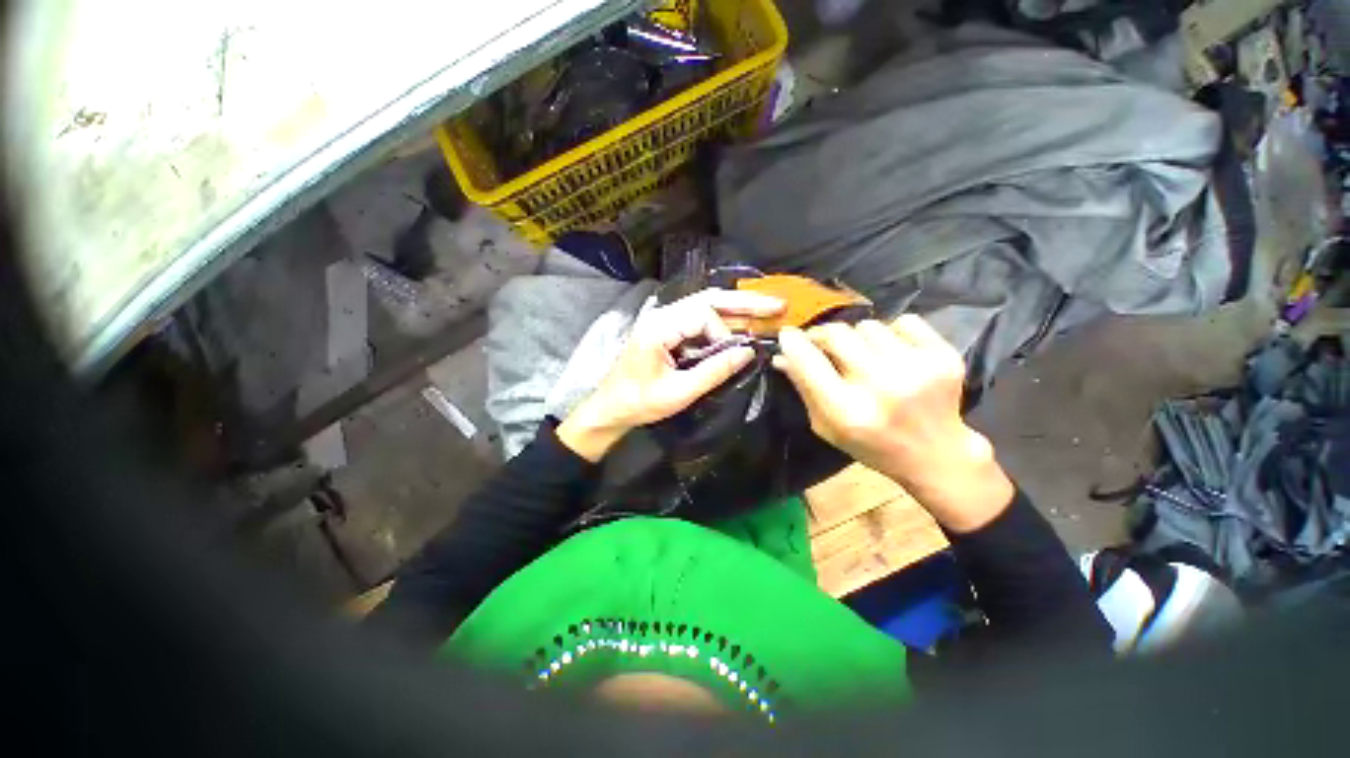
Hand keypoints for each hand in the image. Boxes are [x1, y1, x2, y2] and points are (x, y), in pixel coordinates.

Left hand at [557, 289, 784, 461]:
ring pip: (706, 305)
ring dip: (737, 308)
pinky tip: (742, 326)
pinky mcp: (669, 330)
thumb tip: (749, 353)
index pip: (703, 314)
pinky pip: (700, 319)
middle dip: (745, 302)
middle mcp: (663, 315)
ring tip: (768, 310)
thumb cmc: (639, 403)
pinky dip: (723, 322)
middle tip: (777, 304)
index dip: (724, 333)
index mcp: (659, 327)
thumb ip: (714, 371)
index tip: (733, 356)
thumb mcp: (678, 393)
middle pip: (709, 298)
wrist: (610, 408)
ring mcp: (665, 320)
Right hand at [773, 315, 1013, 532]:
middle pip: (837, 333)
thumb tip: (781, 355)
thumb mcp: (827, 426)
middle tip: (824, 344)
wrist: (936, 454)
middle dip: (824, 335)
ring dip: (859, 338)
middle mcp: (882, 387)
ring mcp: (917, 369)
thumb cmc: (871, 444)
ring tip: (865, 357)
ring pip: (869, 326)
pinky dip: (893, 333)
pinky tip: (894, 354)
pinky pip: (904, 321)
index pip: (809, 361)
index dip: (794, 342)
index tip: (788, 334)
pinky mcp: (944, 356)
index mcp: (848, 411)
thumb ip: (804, 388)